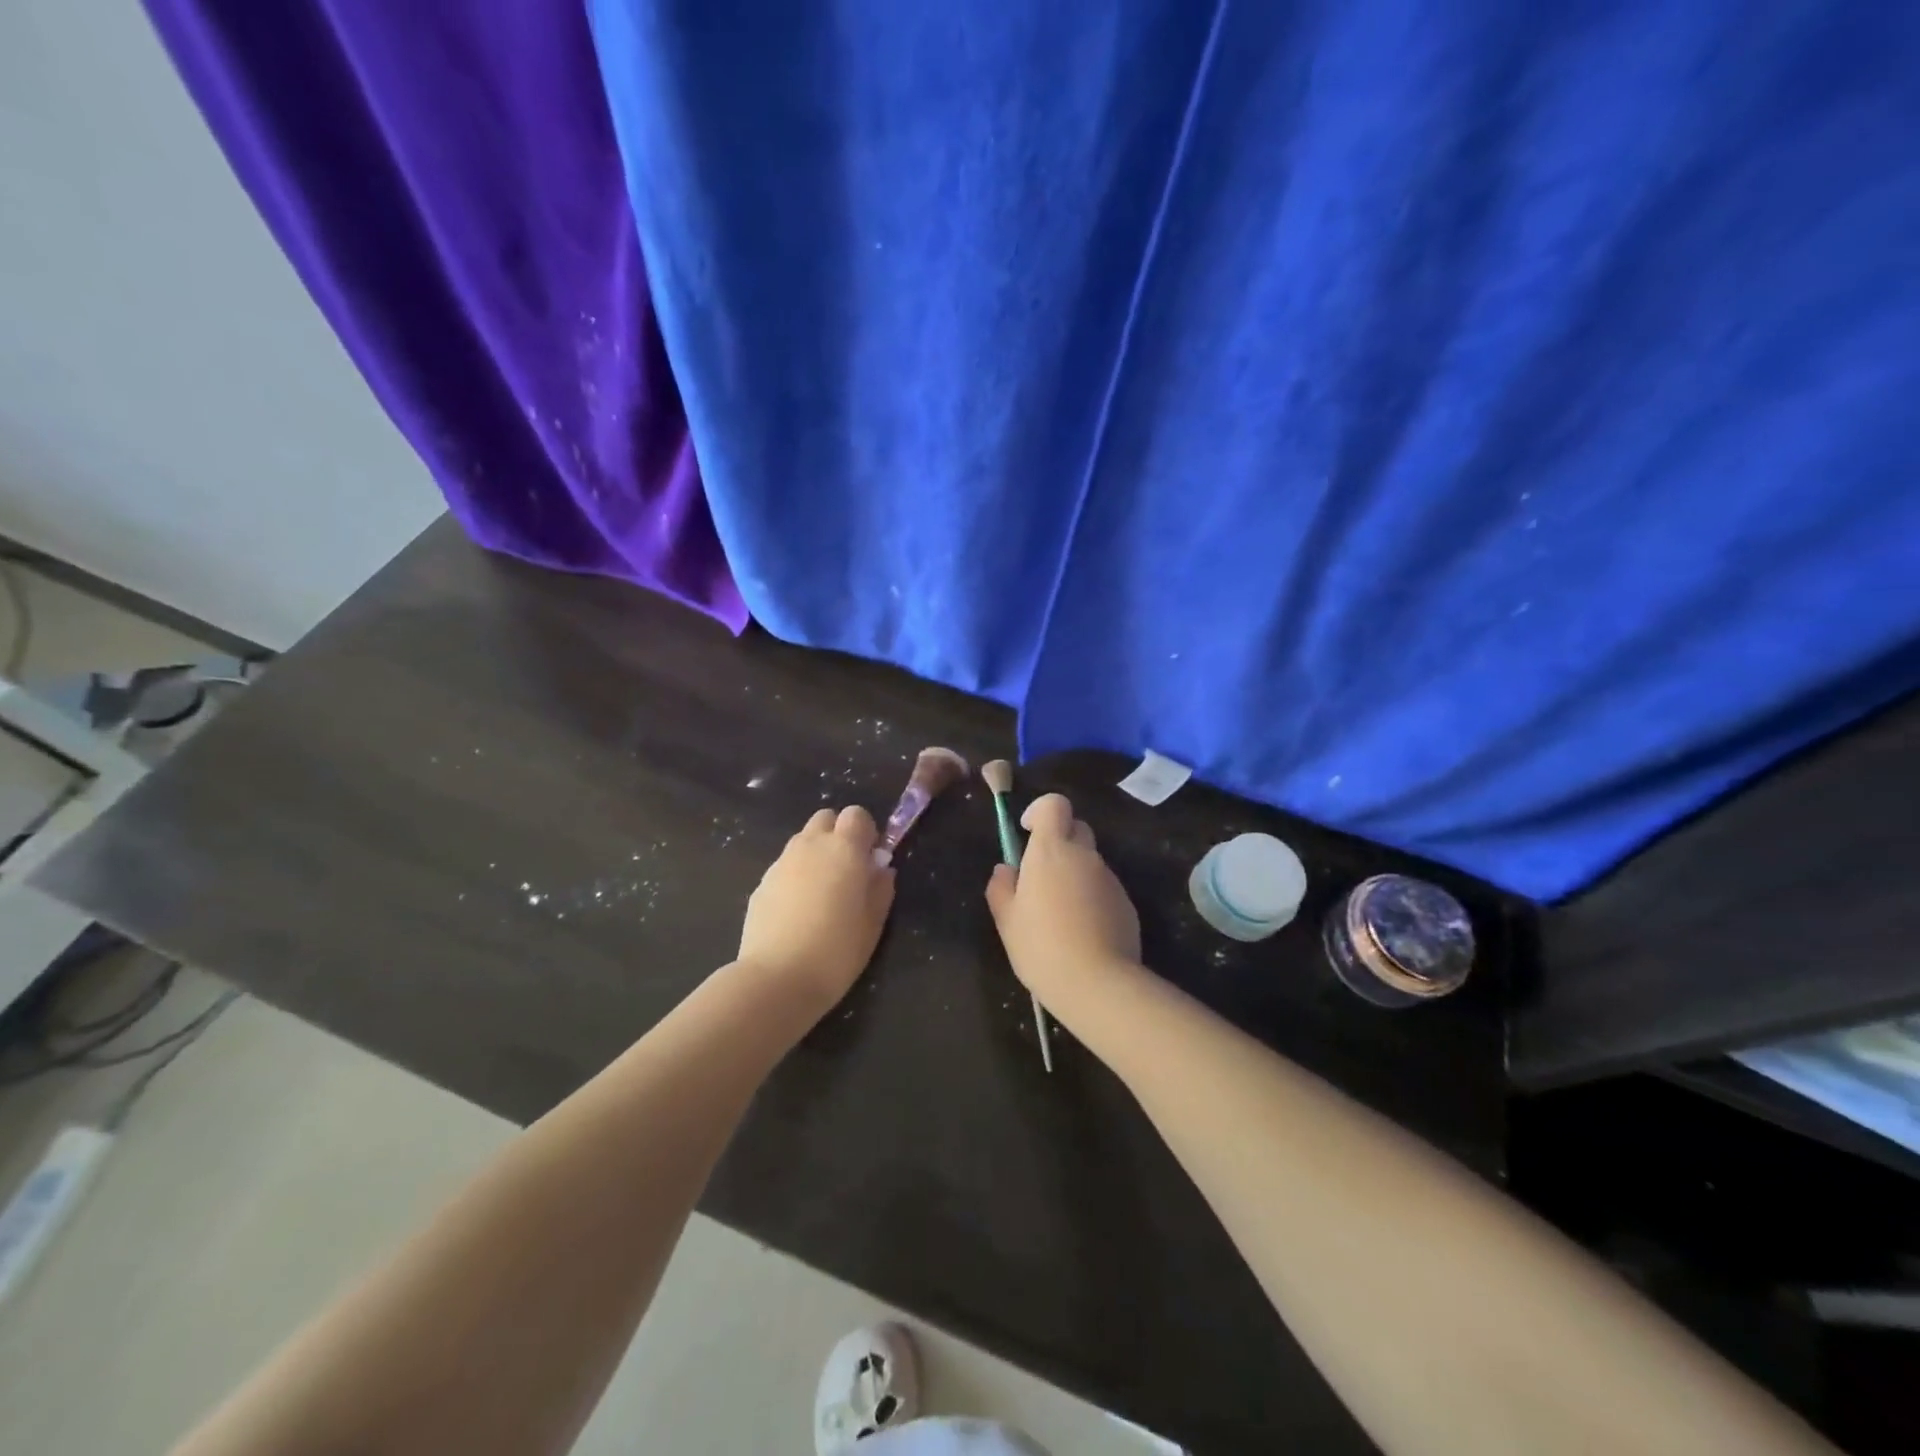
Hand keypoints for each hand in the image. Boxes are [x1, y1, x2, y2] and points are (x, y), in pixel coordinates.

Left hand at [738, 806, 895, 1010]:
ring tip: (822, 893)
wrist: (777, 979)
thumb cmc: (836, 951)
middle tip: (846, 871)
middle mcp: (810, 846)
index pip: (856, 814)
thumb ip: (880, 889)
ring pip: (802, 841)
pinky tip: (798, 911)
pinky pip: (784, 866)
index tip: (870, 859)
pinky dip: (795, 876)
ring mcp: (781, 863)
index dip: (866, 832)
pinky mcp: (761, 883)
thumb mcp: (873, 924)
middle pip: (825, 818)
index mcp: (844, 849)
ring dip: (815, 853)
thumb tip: (881, 869)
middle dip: (838, 834)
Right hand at [985, 793, 1142, 1016]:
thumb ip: (1002, 887)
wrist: (1098, 983)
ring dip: (1074, 873)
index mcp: (1051, 850)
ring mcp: (1110, 878)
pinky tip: (1081, 931)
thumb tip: (1006, 869)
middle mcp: (1084, 855)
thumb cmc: (1041, 946)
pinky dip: (1091, 897)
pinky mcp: (1127, 903)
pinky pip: (1104, 887)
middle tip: (1040, 875)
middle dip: (1059, 841)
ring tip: (1059, 913)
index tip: (1027, 831)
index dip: (1040, 811)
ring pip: (1090, 861)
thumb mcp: (1007, 920)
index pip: (1054, 804)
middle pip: (1075, 828)